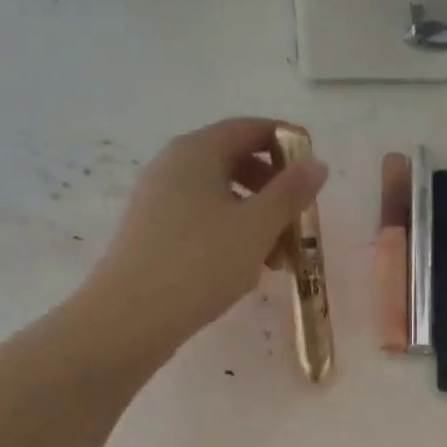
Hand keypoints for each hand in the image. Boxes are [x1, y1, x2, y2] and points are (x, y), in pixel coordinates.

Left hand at [81, 117, 327, 356]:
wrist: (130, 318)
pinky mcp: (152, 233)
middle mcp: (172, 165)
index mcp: (197, 151)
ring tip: (277, 260)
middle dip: (274, 190)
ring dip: (256, 219)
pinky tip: (245, 270)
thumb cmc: (201, 262)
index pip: (250, 128)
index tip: (314, 172)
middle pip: (235, 161)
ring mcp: (158, 200)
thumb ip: (290, 192)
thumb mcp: (257, 226)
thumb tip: (315, 163)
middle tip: (298, 221)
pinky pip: (202, 220)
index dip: (287, 143)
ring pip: (220, 196)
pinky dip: (230, 235)